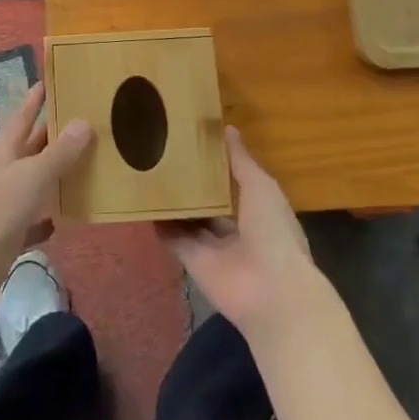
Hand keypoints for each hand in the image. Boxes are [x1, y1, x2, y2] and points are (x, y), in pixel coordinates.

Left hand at [0, 83, 91, 307]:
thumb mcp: (32, 177)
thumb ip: (59, 153)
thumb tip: (84, 122)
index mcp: (5, 149)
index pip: (23, 116)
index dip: (35, 99)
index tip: (49, 81)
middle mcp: (5, 169)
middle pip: (33, 145)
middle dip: (55, 134)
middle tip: (85, 119)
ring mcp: (6, 200)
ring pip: (37, 179)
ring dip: (57, 172)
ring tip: (89, 162)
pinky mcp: (10, 230)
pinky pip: (36, 217)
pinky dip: (50, 214)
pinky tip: (68, 214)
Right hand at [157, 127, 323, 343]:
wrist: (270, 291)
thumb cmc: (273, 231)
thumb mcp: (261, 187)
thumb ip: (241, 161)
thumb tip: (227, 128)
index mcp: (259, 212)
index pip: (236, 186)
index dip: (218, 168)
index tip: (196, 144)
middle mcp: (237, 230)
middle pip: (210, 205)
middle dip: (194, 186)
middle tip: (166, 157)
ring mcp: (214, 249)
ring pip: (190, 222)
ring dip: (175, 205)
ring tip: (150, 175)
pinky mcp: (194, 263)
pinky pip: (175, 241)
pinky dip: (161, 227)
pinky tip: (144, 205)